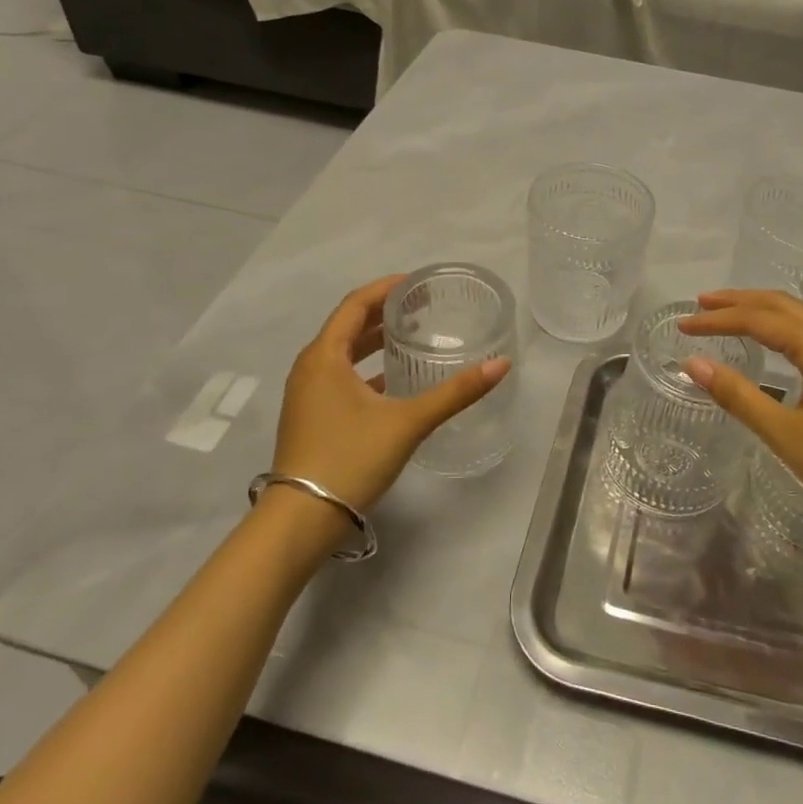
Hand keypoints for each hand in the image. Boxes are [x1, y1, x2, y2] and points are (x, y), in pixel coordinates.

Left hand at [271, 275, 510, 517]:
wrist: (300, 520)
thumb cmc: (350, 459)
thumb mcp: (408, 422)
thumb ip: (455, 392)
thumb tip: (502, 364)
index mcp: (324, 357)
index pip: (356, 304)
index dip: (387, 289)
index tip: (418, 283)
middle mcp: (310, 368)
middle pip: (348, 326)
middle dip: (384, 313)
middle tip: (422, 307)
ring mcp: (306, 394)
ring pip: (343, 353)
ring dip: (374, 340)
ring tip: (411, 336)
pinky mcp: (311, 416)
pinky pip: (340, 376)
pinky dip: (366, 368)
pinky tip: (393, 380)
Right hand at [677, 291, 802, 549]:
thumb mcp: (786, 433)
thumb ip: (738, 395)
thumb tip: (693, 363)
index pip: (757, 319)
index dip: (717, 320)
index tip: (682, 326)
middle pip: (782, 305)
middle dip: (740, 301)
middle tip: (702, 303)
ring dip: (764, 312)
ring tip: (732, 316)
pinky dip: (785, 329)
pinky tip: (779, 348)